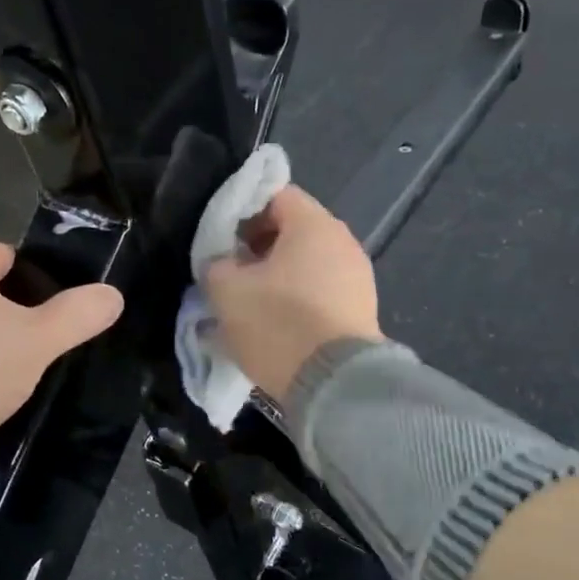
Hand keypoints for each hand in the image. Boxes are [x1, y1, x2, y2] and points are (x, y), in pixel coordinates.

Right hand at [204, 186, 381, 402]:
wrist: (334, 385)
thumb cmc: (277, 323)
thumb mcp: (226, 290)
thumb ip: (216, 264)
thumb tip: (222, 264)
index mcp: (313, 224)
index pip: (275, 195)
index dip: (241, 211)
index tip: (220, 239)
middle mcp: (343, 241)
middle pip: (293, 230)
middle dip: (257, 248)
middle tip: (230, 273)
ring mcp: (358, 277)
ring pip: (307, 264)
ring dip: (276, 277)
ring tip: (249, 304)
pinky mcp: (362, 311)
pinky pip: (321, 292)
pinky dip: (297, 300)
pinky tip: (276, 325)